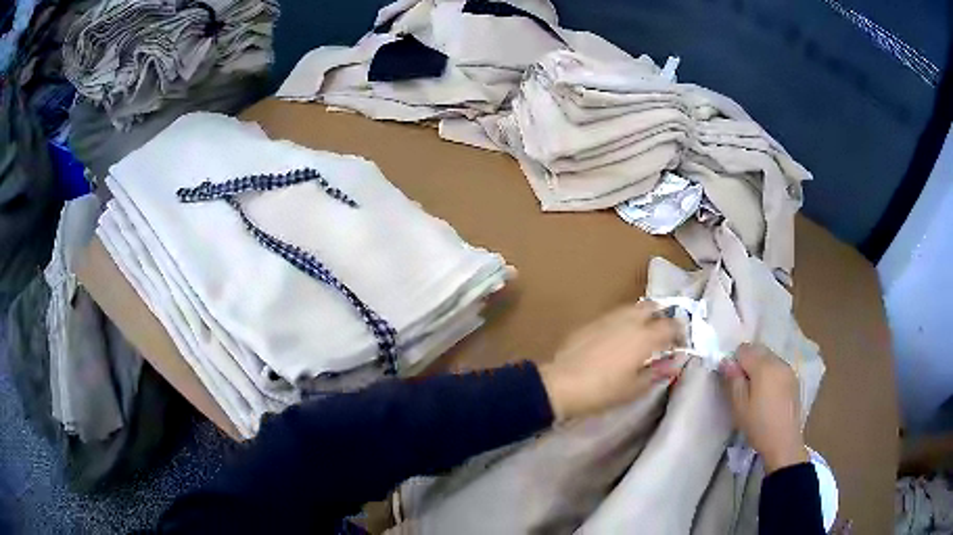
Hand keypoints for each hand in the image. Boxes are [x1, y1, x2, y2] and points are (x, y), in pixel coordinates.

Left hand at [539, 301, 682, 421]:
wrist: (560, 384)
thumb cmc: (602, 391)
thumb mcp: (635, 388)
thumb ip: (657, 373)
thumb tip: (673, 364)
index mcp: (645, 336)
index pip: (671, 325)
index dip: (680, 332)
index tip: (681, 343)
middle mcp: (629, 320)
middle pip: (653, 307)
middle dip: (662, 316)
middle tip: (663, 334)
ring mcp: (608, 318)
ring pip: (633, 308)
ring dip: (643, 316)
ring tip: (643, 334)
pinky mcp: (591, 321)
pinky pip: (615, 315)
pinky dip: (624, 321)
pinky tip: (619, 338)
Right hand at [719, 343, 808, 472]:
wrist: (784, 441)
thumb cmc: (759, 425)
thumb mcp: (740, 406)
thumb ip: (733, 380)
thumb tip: (726, 361)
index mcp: (763, 366)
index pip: (744, 349)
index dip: (734, 362)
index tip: (732, 381)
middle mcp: (777, 361)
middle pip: (758, 350)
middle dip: (748, 362)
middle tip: (743, 386)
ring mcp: (788, 369)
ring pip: (769, 357)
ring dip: (759, 367)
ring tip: (756, 391)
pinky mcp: (794, 378)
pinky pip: (778, 366)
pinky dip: (770, 373)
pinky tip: (768, 393)